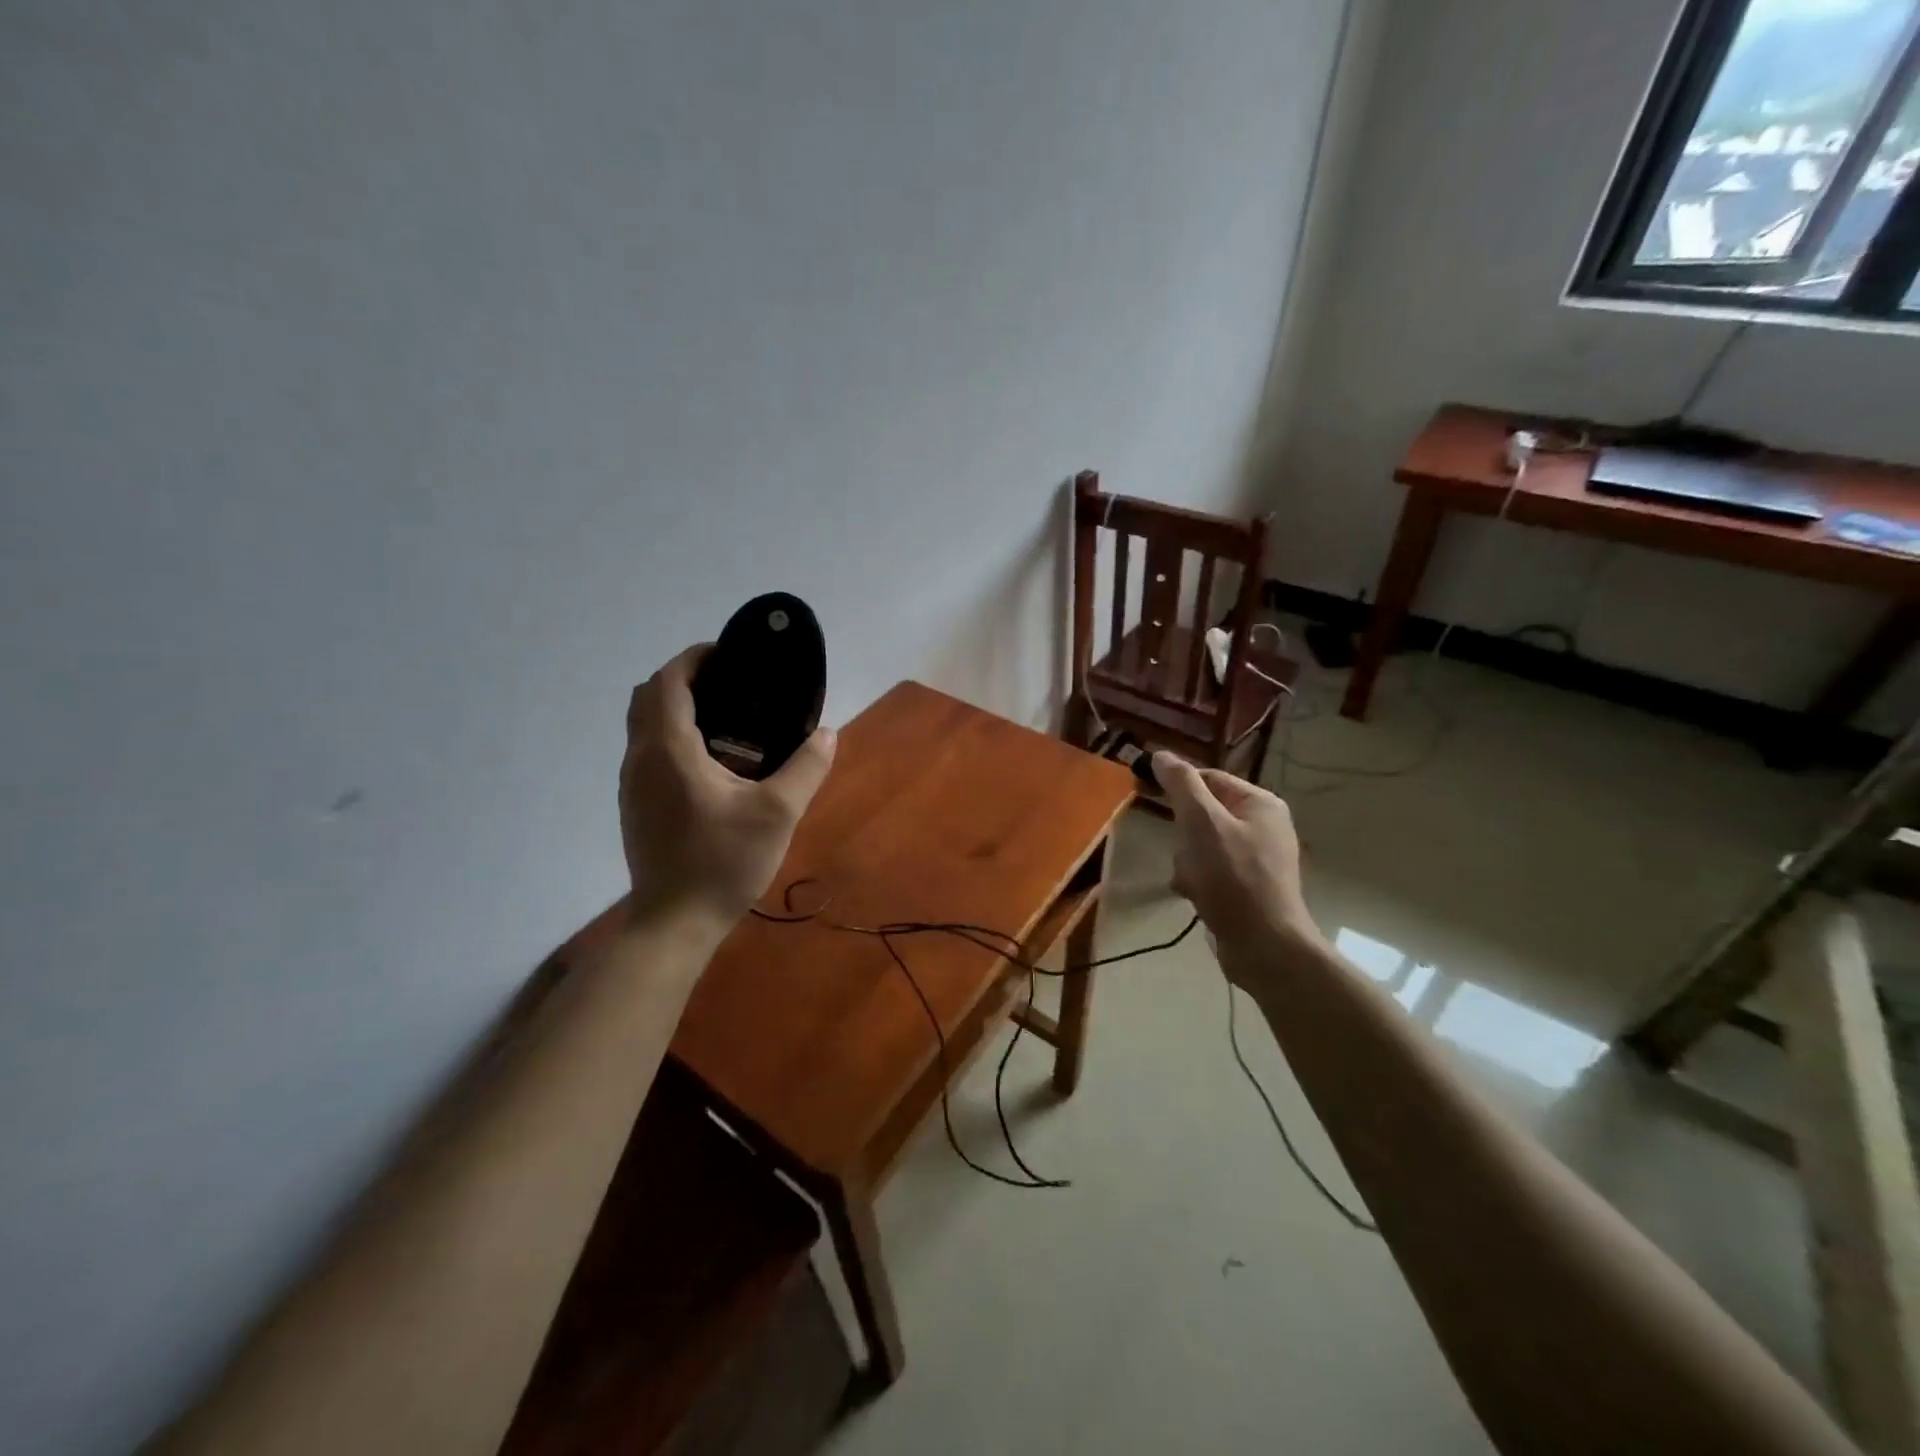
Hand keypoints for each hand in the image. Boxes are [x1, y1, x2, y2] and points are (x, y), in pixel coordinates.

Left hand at [621, 646, 835, 926]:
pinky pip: (647, 750)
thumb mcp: (778, 814)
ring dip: (676, 708)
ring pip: (643, 724)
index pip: (669, 681)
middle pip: (648, 695)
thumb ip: (805, 768)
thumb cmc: (723, 863)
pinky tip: (710, 763)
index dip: (696, 658)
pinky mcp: (634, 805)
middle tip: (730, 686)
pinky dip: (671, 735)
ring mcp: (632, 784)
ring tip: (725, 720)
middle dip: (685, 679)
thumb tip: (827, 734)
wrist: (675, 923)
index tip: (730, 657)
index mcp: (669, 750)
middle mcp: (641, 758)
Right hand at [1153, 752, 1324, 979]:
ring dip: (1187, 861)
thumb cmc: (1232, 878)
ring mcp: (1259, 859)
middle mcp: (1265, 826)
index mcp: (1261, 804)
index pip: (1209, 778)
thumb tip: (1161, 755)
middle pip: (1204, 814)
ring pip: (1203, 845)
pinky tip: (1193, 896)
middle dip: (1184, 835)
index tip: (1149, 798)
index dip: (1178, 788)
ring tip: (1190, 881)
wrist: (1264, 947)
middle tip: (1183, 853)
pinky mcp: (1250, 887)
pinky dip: (1198, 880)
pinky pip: (1213, 871)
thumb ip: (1181, 785)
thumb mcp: (1201, 823)